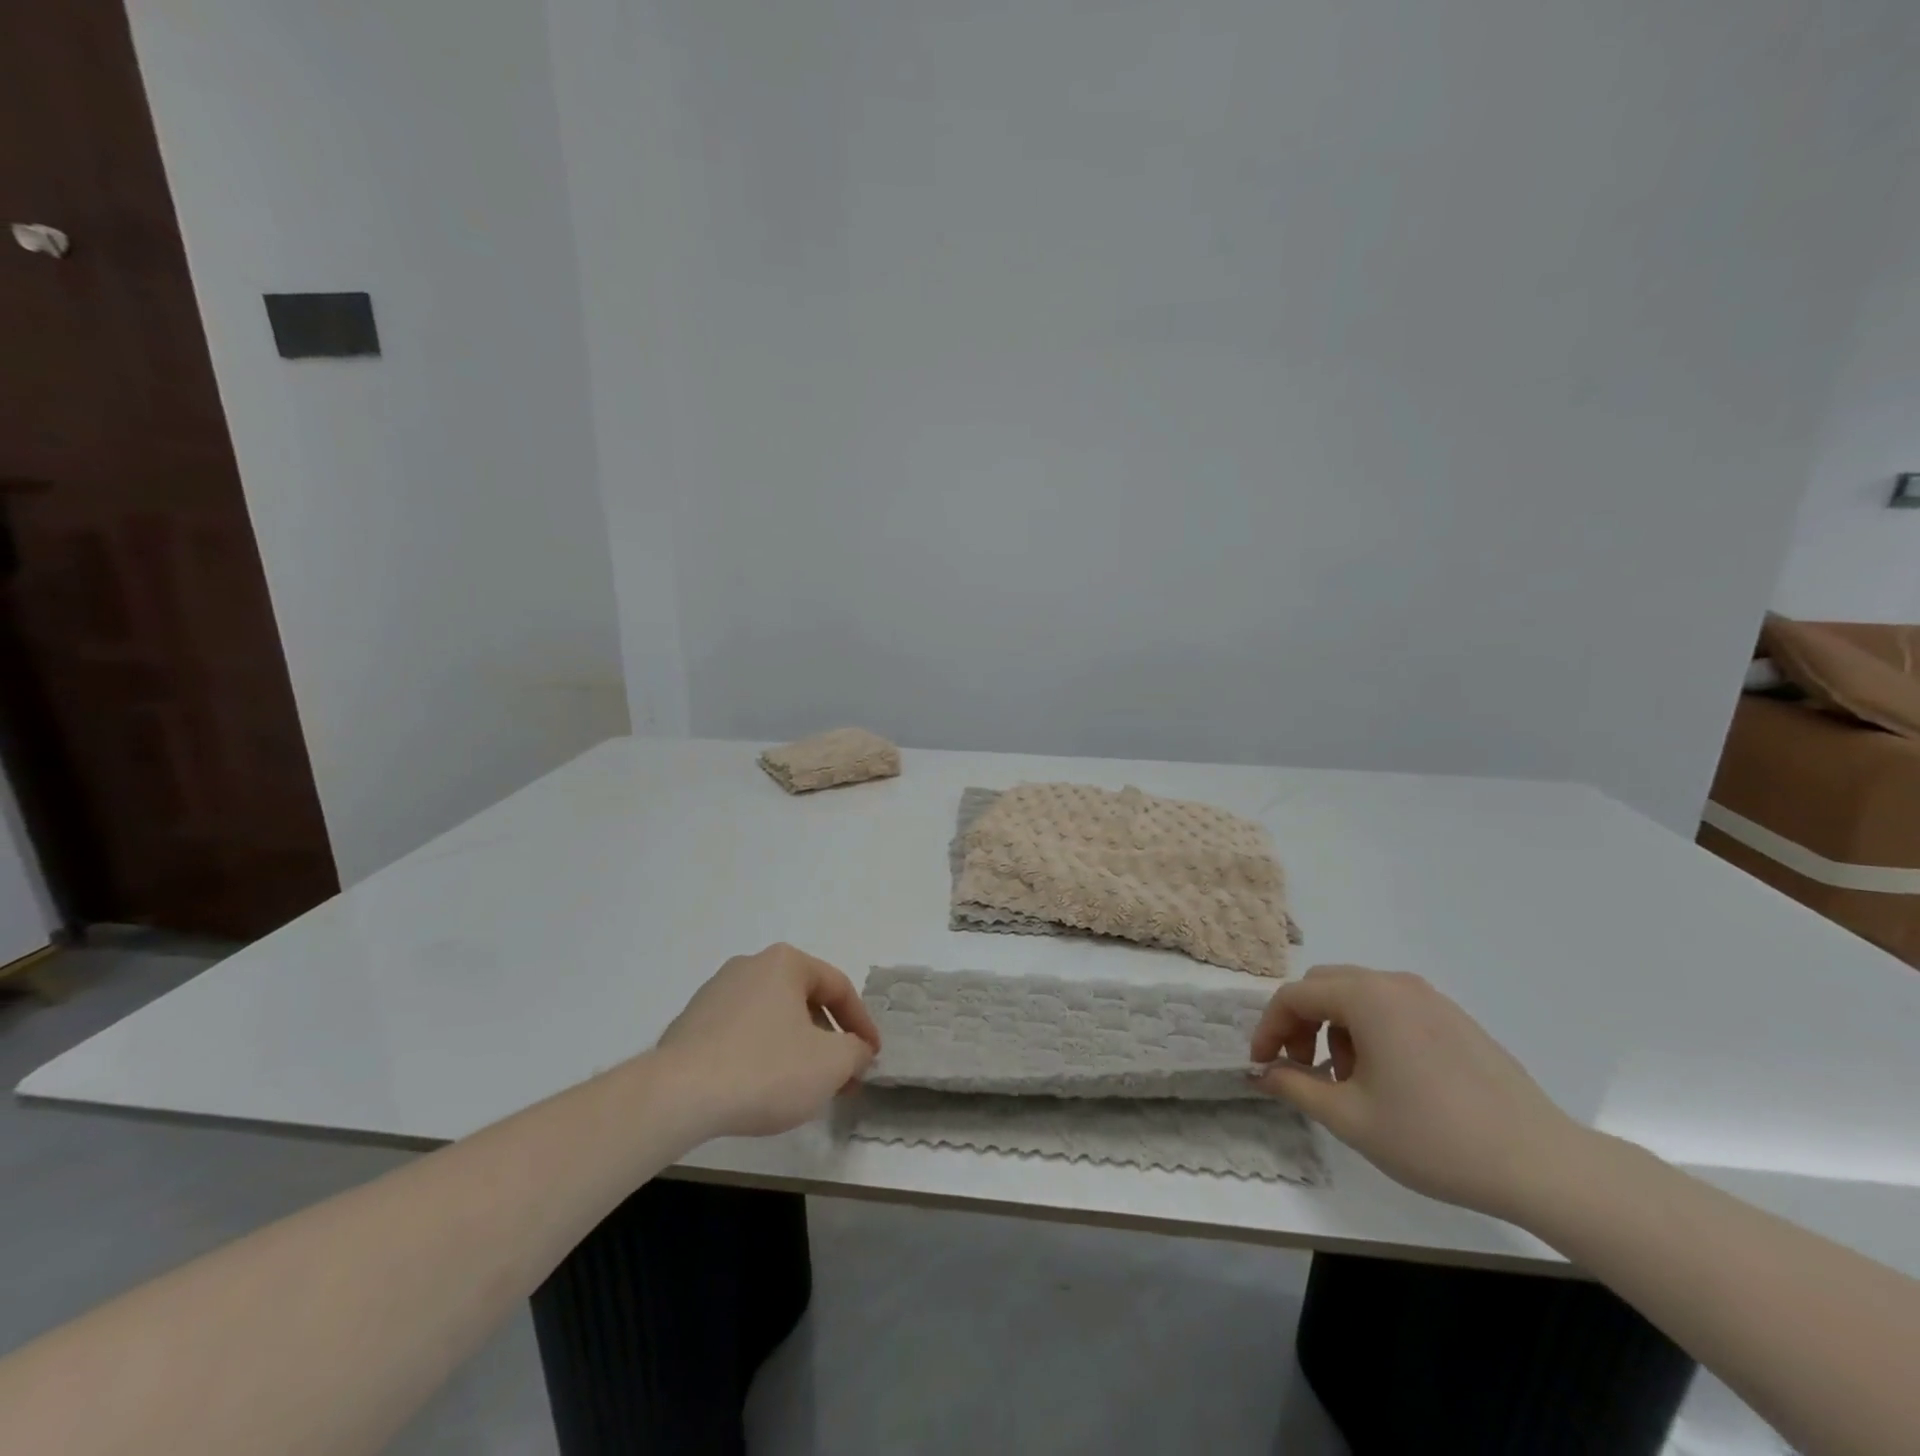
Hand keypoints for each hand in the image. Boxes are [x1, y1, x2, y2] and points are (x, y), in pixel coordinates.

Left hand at [656, 944, 880, 1138]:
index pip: (838, 988)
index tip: (872, 1058)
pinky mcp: (690, 1025)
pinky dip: (761, 1056)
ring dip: (796, 1049)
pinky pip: (741, 1035)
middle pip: (804, 1002)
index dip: (862, 1025)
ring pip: (773, 1019)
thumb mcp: (830, 1064)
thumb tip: (856, 1051)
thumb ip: (855, 1053)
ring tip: (804, 1088)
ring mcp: (715, 993)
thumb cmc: (765, 1069)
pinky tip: (762, 1089)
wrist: (677, 1097)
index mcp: (785, 962)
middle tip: (842, 1078)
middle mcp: (749, 966)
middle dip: (828, 1040)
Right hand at [1250, 964, 1581, 1218]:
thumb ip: (1296, 1086)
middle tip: (1302, 1069)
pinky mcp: (1456, 1019)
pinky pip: (1392, 1008)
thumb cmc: (1436, 1138)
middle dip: (1300, 1023)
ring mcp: (1431, 999)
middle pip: (1324, 986)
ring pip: (1358, 995)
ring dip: (1335, 1028)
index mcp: (1366, 997)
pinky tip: (1388, 1079)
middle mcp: (1395, 984)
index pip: (1294, 996)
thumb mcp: (1351, 1118)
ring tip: (1349, 1081)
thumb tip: (1263, 1073)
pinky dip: (1370, 1031)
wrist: (1544, 1166)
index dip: (1269, 1028)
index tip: (1262, 1066)